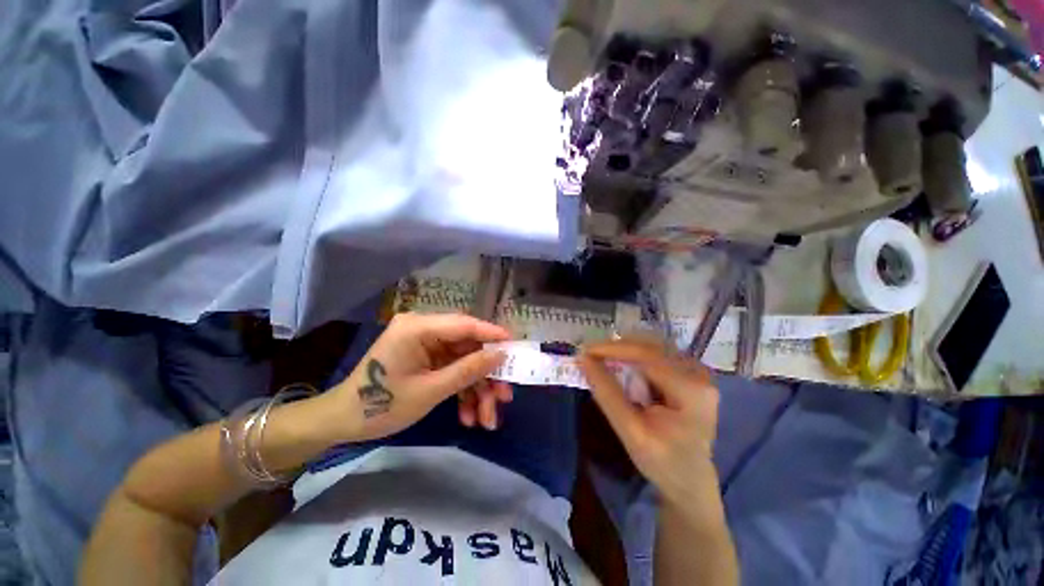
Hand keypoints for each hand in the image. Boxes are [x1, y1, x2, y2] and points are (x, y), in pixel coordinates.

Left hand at [327, 313, 510, 441]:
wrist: (343, 422)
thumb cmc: (380, 406)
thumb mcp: (430, 391)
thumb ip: (467, 370)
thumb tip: (499, 355)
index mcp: (418, 328)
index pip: (464, 325)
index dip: (491, 334)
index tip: (515, 345)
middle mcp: (424, 330)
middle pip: (467, 347)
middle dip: (486, 375)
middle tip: (504, 397)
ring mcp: (426, 345)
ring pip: (463, 362)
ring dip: (477, 389)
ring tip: (487, 419)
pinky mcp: (426, 359)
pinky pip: (452, 370)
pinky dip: (463, 392)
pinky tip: (468, 416)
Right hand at [578, 339, 720, 506]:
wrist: (691, 481)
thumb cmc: (663, 463)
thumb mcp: (630, 431)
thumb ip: (607, 393)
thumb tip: (583, 359)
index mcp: (692, 390)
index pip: (647, 355)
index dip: (613, 349)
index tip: (584, 350)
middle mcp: (699, 374)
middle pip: (650, 346)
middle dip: (616, 348)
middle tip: (589, 354)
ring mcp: (697, 371)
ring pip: (651, 346)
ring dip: (623, 351)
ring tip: (600, 359)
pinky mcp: (689, 373)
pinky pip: (656, 354)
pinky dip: (633, 356)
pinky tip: (619, 365)